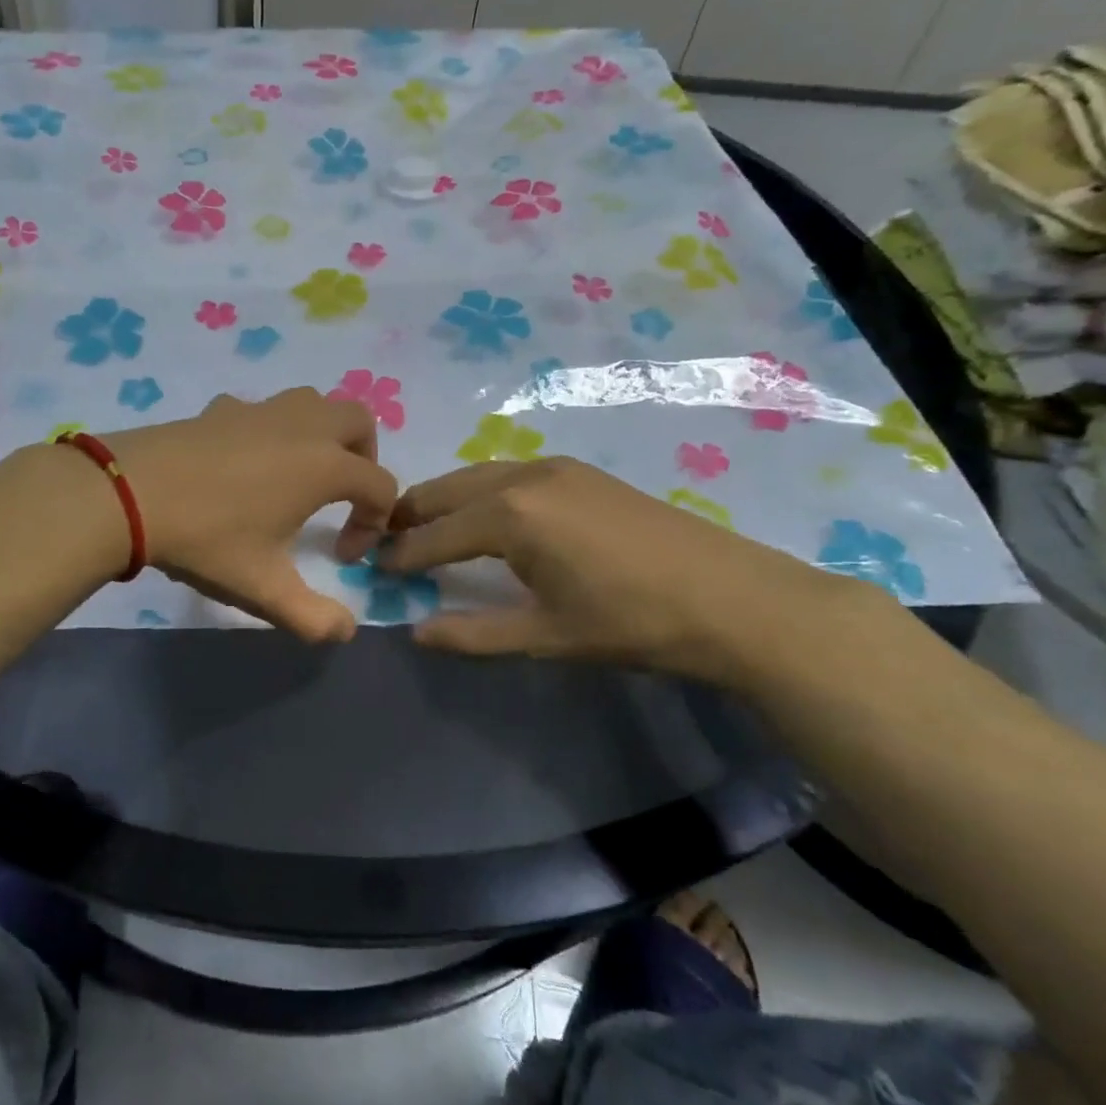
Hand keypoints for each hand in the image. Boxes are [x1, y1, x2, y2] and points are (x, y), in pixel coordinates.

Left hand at [101, 389, 397, 641]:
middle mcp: (301, 426)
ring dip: (325, 434)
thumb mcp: (264, 589)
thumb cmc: (208, 540)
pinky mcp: (222, 407)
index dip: (374, 523)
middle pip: (359, 421)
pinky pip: (266, 410)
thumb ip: (313, 617)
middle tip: (344, 498)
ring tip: (303, 475)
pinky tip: (248, 463)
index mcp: (323, 466)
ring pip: (314, 402)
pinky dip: (275, 430)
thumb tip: (345, 631)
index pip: (379, 485)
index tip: (342, 557)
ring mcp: (260, 410)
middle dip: (364, 459)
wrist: (130, 495)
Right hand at [378, 456, 852, 685]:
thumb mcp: (546, 636)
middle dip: (411, 514)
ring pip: (477, 476)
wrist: (733, 598)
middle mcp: (524, 477)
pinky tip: (486, 517)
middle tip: (384, 540)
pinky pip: (508, 474)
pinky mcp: (581, 471)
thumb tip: (417, 631)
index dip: (400, 555)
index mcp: (509, 516)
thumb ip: (473, 633)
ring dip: (445, 499)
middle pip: (447, 490)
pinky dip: (480, 492)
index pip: (434, 535)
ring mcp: (556, 468)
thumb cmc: (631, 622)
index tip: (371, 567)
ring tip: (427, 529)